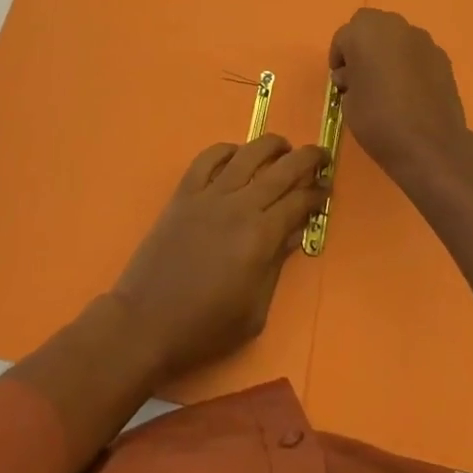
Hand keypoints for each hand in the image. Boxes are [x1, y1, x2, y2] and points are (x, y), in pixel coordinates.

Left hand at [113, 136, 327, 378]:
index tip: (327, 190)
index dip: (317, 194)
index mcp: (260, 236)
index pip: (299, 202)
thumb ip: (277, 265)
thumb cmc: (205, 327)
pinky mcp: (184, 193)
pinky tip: (236, 153)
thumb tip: (295, 232)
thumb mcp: (254, 311)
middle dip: (307, 158)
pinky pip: (208, 158)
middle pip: (282, 169)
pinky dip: (226, 149)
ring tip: (284, 146)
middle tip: (321, 155)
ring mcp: (209, 194)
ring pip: (247, 154)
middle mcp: (239, 205)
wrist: (146, 322)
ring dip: (271, 145)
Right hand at [329, 9, 470, 182]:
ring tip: (388, 84)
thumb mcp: (347, 102)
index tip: (341, 82)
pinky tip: (410, 91)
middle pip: (371, 27)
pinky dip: (410, 64)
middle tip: (362, 76)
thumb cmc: (378, 120)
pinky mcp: (442, 56)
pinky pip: (417, 53)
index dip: (339, 59)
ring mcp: (422, 39)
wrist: (430, 145)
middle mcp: (394, 26)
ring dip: (388, 52)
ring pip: (396, 37)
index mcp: (364, 31)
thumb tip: (353, 75)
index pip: (343, 37)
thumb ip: (348, 79)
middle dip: (363, 46)